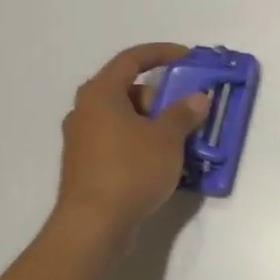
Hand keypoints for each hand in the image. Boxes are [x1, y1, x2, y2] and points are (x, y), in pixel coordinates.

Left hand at [51, 43, 210, 249]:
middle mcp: (85, 111)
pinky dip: (139, 142)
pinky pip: (117, 140)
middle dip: (160, 96)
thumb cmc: (130, 171)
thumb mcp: (167, 138)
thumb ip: (184, 113)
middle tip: (184, 111)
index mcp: (100, 94)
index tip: (188, 57)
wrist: (93, 227)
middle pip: (127, 89)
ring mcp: (82, 140)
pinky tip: (160, 162)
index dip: (161, 52)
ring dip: (152, 122)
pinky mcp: (85, 165)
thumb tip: (198, 99)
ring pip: (123, 117)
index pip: (131, 59)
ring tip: (178, 139)